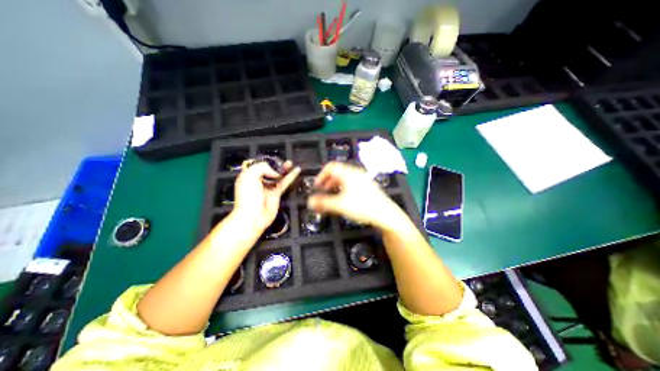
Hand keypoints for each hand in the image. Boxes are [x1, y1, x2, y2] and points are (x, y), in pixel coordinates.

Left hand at [230, 161, 300, 232]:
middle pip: (268, 170)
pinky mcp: (276, 194)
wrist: (253, 216)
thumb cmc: (248, 196)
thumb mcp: (250, 176)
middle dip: (275, 165)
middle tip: (282, 161)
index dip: (263, 161)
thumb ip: (263, 168)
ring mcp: (268, 188)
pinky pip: (284, 183)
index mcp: (247, 176)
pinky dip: (291, 177)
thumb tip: (275, 172)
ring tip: (290, 163)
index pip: (255, 165)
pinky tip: (296, 171)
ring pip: (277, 176)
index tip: (270, 159)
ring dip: (284, 169)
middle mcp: (258, 181)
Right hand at [309, 162, 408, 229]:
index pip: (330, 167)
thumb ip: (323, 203)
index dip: (321, 175)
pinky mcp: (367, 186)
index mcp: (348, 173)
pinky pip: (352, 183)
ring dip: (335, 185)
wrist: (385, 214)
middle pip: (337, 172)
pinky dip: (344, 188)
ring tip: (332, 195)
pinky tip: (345, 198)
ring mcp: (363, 179)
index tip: (317, 186)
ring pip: (344, 178)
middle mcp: (356, 173)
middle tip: (322, 191)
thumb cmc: (363, 207)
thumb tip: (309, 202)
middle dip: (327, 181)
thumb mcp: (340, 205)